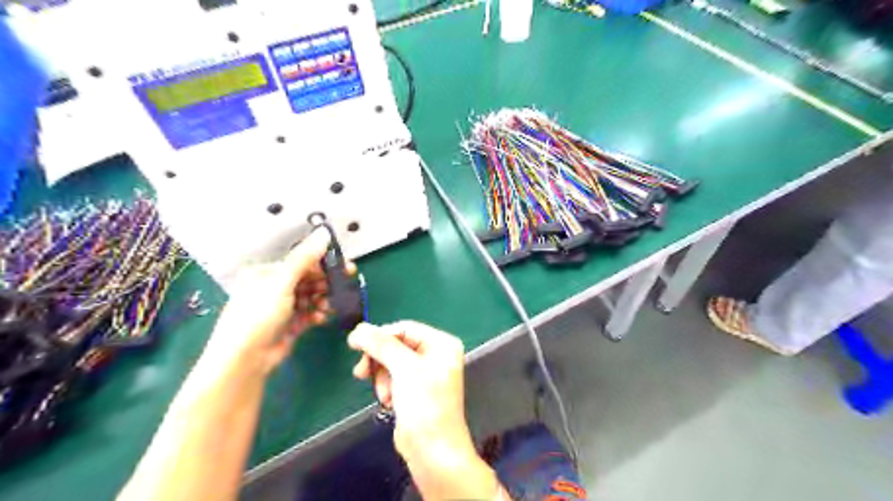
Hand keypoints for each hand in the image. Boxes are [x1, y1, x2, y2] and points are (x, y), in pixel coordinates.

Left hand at [205, 230, 342, 374]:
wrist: (245, 359)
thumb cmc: (258, 315)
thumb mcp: (282, 283)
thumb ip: (304, 258)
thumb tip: (323, 232)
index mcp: (267, 273)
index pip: (301, 263)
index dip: (323, 264)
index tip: (344, 267)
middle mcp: (274, 288)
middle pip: (308, 280)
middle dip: (326, 283)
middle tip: (345, 285)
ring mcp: (282, 308)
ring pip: (311, 297)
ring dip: (323, 300)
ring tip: (329, 306)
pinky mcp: (290, 325)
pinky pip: (310, 313)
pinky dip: (318, 313)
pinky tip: (323, 317)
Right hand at [348, 322, 500, 498]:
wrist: (432, 451)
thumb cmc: (424, 404)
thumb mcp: (403, 368)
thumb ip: (380, 345)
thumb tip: (358, 329)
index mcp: (441, 343)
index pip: (404, 328)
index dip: (379, 335)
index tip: (354, 345)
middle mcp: (436, 354)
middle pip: (396, 344)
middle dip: (380, 360)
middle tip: (361, 372)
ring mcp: (425, 372)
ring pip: (391, 362)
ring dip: (381, 376)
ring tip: (384, 394)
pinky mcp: (415, 389)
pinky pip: (393, 377)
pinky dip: (386, 386)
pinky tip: (388, 401)